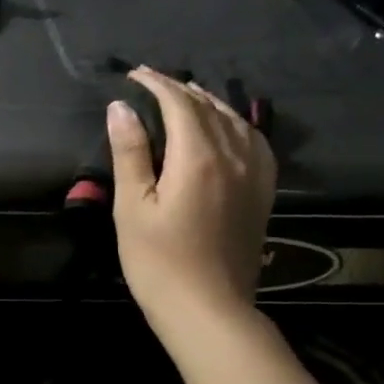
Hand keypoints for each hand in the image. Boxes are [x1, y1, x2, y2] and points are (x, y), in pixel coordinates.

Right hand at [108, 67, 276, 345]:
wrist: (208, 308)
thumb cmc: (158, 261)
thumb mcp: (132, 207)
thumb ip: (130, 153)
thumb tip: (121, 108)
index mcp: (198, 158)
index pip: (179, 104)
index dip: (156, 84)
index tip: (133, 75)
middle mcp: (234, 157)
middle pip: (209, 108)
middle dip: (179, 89)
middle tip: (150, 82)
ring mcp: (255, 175)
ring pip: (236, 121)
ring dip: (208, 103)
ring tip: (184, 96)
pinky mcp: (263, 193)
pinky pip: (255, 142)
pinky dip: (236, 124)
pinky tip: (227, 128)